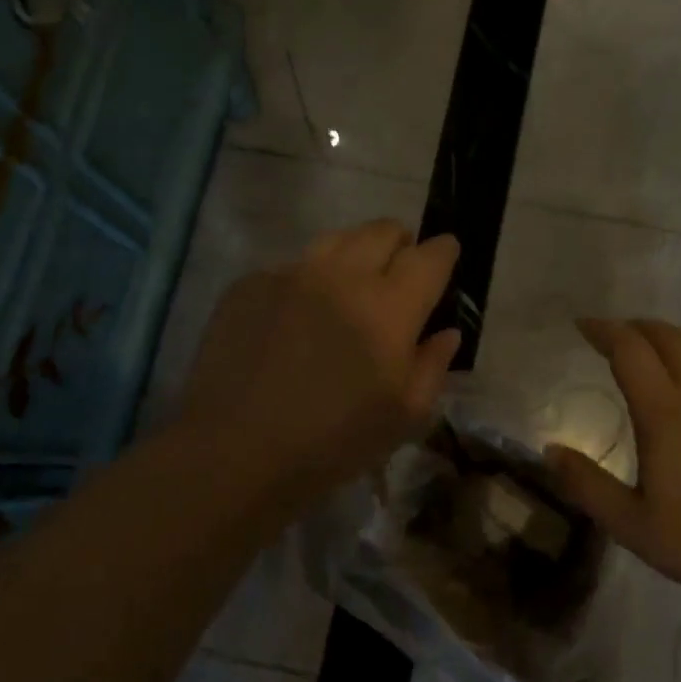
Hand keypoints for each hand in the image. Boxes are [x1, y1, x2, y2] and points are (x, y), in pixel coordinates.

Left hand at [177, 220, 461, 506]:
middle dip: (400, 244)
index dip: (444, 251)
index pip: (430, 256)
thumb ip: (433, 366)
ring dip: (355, 253)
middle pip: (383, 231)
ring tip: (350, 285)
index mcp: (390, 307)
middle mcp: (344, 275)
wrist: (234, 450)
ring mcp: (292, 273)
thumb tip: (446, 332)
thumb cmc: (332, 442)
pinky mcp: (250, 283)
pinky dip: (308, 281)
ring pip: (337, 239)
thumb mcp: (403, 417)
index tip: (445, 255)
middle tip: (397, 275)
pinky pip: (292, 266)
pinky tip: (297, 316)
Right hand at [544, 319, 680, 608]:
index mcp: (667, 413)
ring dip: (669, 346)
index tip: (582, 325)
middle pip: (669, 338)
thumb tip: (550, 450)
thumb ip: (586, 485)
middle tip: (612, 333)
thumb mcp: (631, 525)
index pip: (630, 350)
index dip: (604, 330)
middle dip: (636, 326)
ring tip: (649, 361)